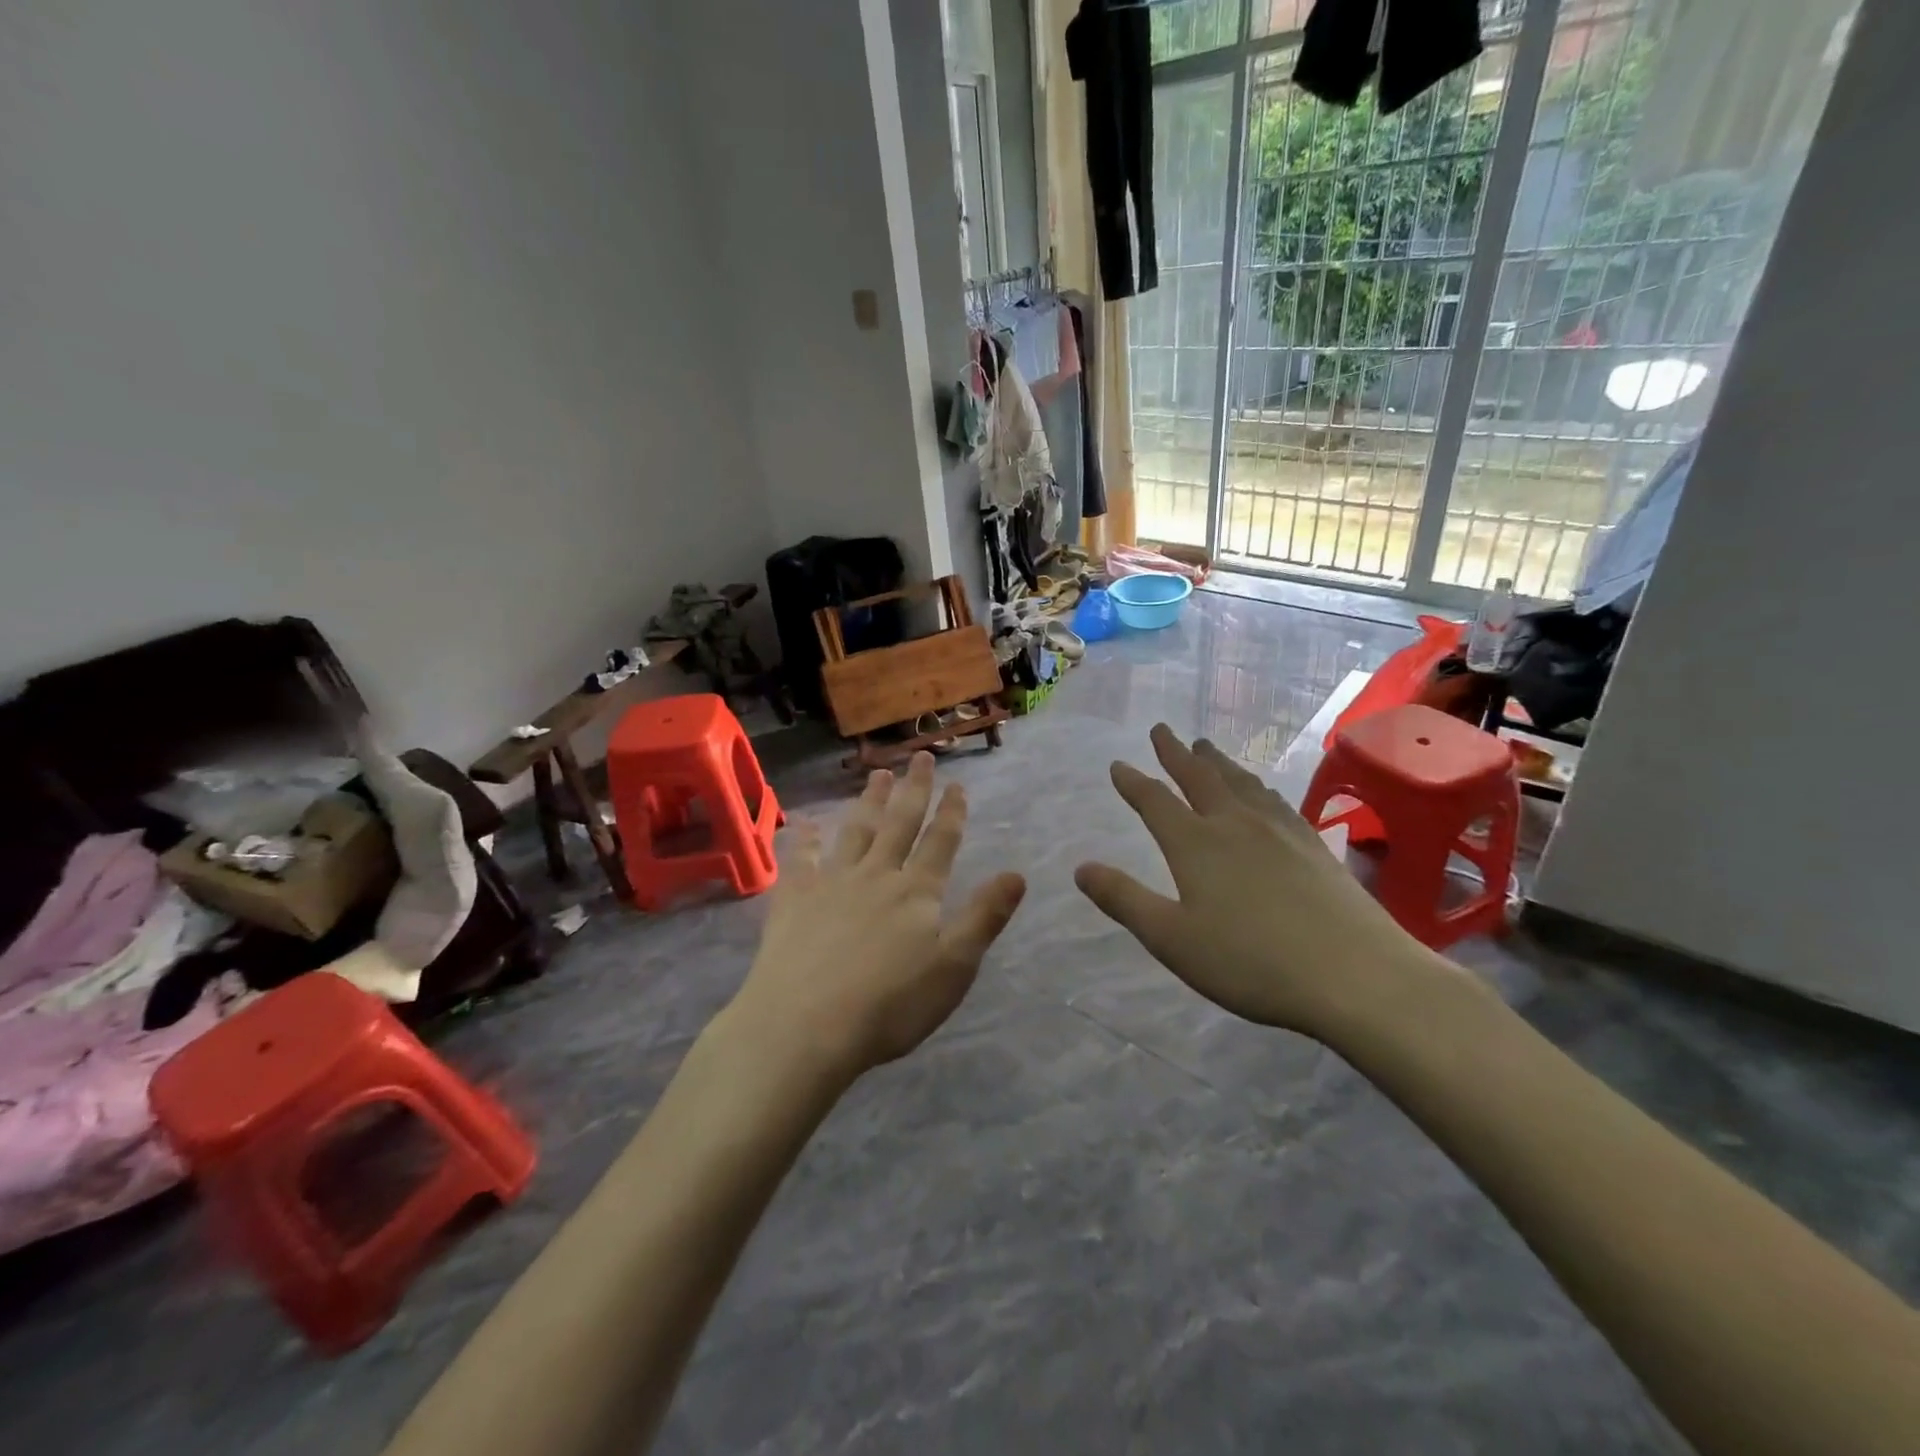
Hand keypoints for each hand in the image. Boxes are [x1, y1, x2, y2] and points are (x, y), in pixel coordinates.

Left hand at [727, 753, 1026, 1078]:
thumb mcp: (954, 967)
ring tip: (878, 774)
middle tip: (920, 758)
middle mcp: (876, 875)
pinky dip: (805, 839)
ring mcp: (832, 883)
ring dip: (869, 802)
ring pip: (856, 832)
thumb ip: (984, 917)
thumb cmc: (891, 1005)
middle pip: (899, 824)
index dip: (951, 812)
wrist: (806, 1025)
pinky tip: (806, 823)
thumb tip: (1017, 874)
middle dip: (913, 790)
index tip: (957, 784)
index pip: (940, 842)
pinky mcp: (794, 900)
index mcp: (916, 892)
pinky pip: (802, 859)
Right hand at [1075, 724, 1448, 1041]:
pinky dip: (1256, 785)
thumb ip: (1124, 900)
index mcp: (1195, 844)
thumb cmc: (1251, 961)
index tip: (1118, 763)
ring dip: (1217, 762)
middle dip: (1176, 753)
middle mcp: (1234, 824)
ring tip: (1206, 747)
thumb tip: (1081, 868)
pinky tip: (1261, 791)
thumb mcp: (1172, 938)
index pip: (1154, 801)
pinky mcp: (1312, 843)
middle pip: (1199, 777)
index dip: (1133, 781)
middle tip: (1162, 729)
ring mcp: (1278, 830)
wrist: (1354, 974)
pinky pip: (1274, 799)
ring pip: (1239, 782)